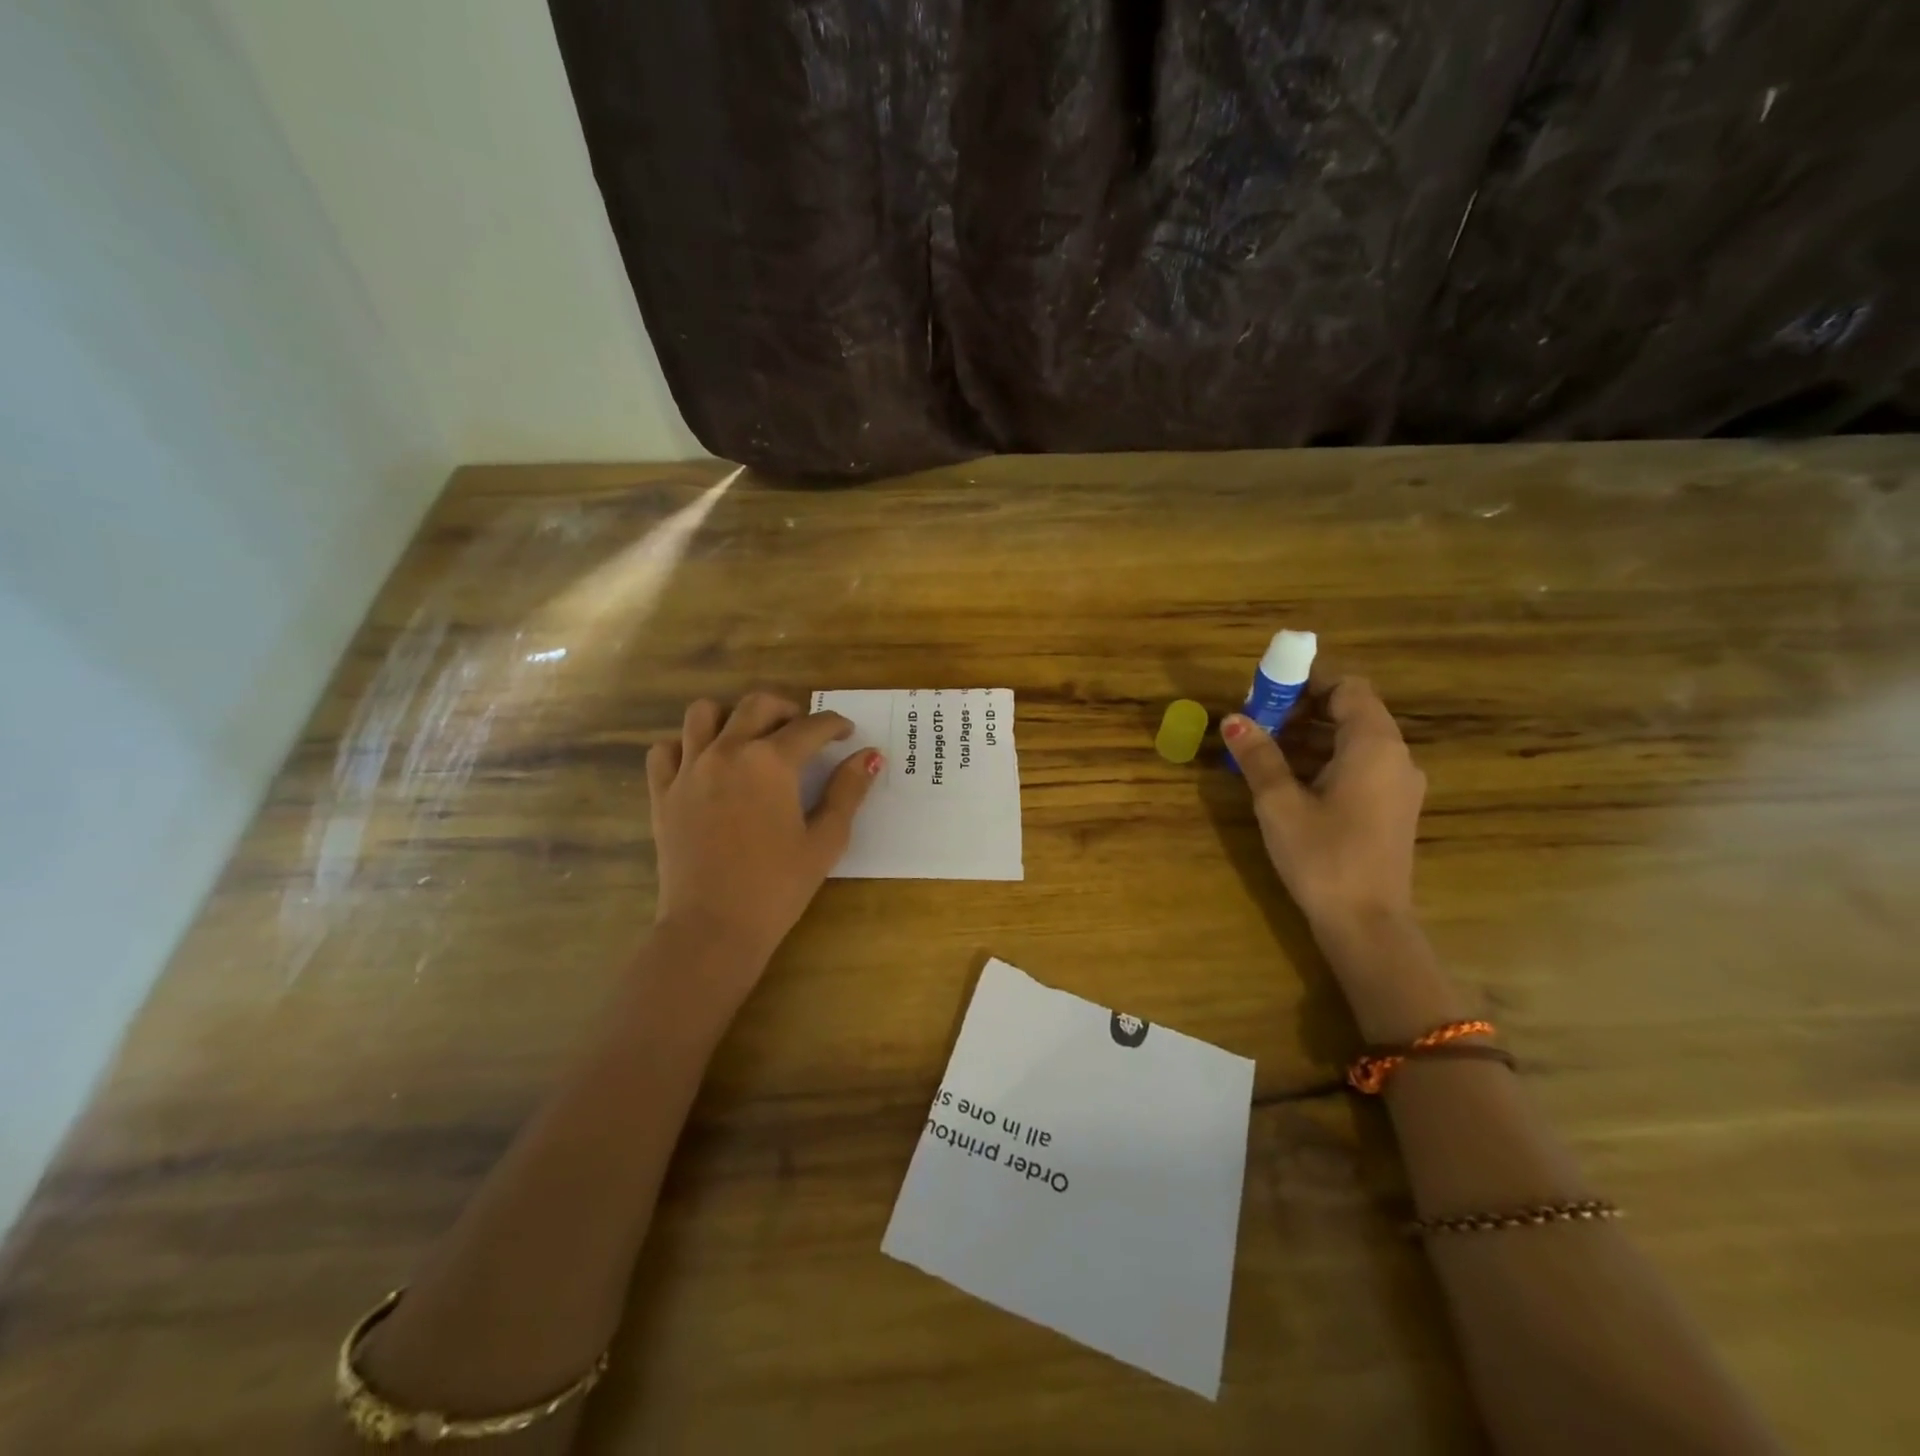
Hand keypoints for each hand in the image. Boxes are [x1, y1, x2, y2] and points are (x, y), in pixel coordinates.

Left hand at [646, 693, 879, 985]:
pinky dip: (686, 746)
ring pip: (704, 713)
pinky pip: (666, 749)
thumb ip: (848, 792)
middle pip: (757, 705)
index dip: (835, 725)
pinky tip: (704, 764)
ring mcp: (689, 769)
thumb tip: (870, 756)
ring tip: (749, 738)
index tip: (846, 732)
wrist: (713, 927)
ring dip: (732, 716)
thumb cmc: (777, 887)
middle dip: (787, 709)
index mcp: (771, 762)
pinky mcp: (662, 792)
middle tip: (803, 730)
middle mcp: (728, 751)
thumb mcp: (825, 840)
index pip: (811, 727)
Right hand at [1222, 677, 1425, 932]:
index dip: (1308, 682)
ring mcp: (1397, 785)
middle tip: (1256, 724)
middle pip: (1350, 712)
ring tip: (1262, 753)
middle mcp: (1395, 757)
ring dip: (1309, 738)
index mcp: (1374, 745)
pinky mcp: (1391, 810)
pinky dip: (1323, 762)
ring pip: (1352, 742)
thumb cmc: (1323, 856)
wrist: (1366, 924)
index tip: (1267, 692)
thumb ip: (1258, 756)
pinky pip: (1358, 768)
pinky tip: (1287, 782)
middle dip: (1302, 711)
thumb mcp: (1279, 803)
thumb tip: (1233, 719)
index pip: (1348, 687)